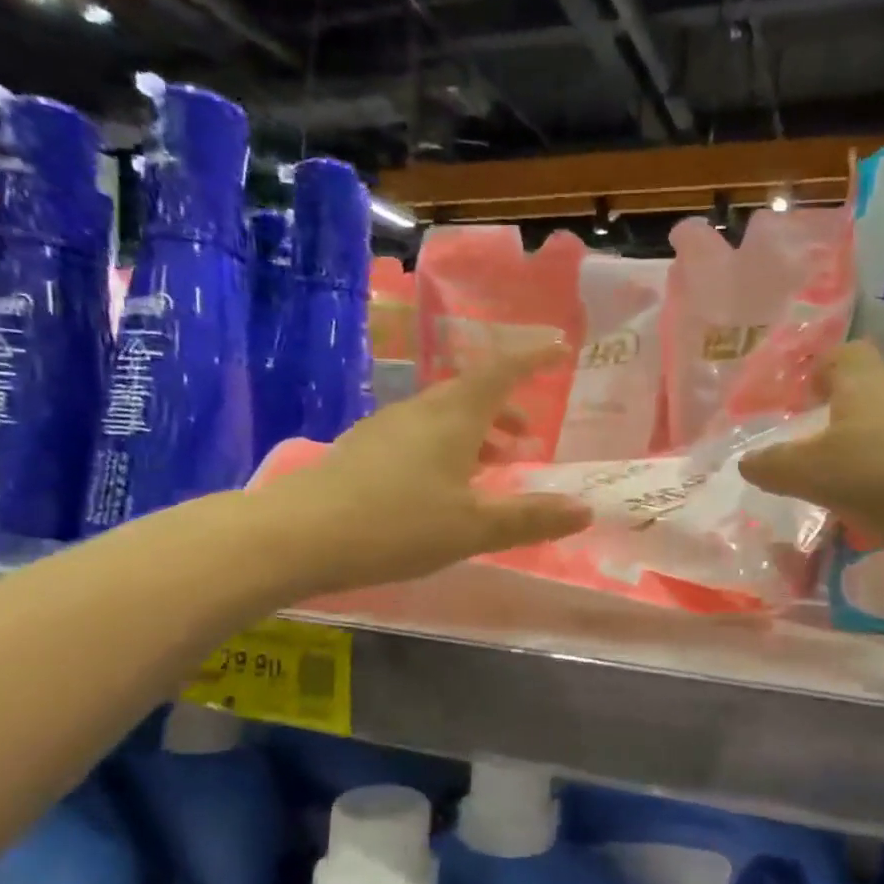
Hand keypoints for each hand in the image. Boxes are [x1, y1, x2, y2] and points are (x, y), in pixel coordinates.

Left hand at [264, 344, 593, 594]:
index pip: (501, 372)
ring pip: (442, 417)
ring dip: (475, 434)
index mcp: (453, 417)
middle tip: (527, 440)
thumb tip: (584, 509)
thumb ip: (530, 518)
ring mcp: (385, 428)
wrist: (298, 536)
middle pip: (471, 395)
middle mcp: (420, 411)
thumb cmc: (396, 525)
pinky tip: (440, 485)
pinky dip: (445, 448)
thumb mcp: (473, 528)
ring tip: (492, 466)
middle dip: (504, 411)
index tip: (559, 348)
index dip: (533, 359)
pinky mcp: (362, 450)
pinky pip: (418, 436)